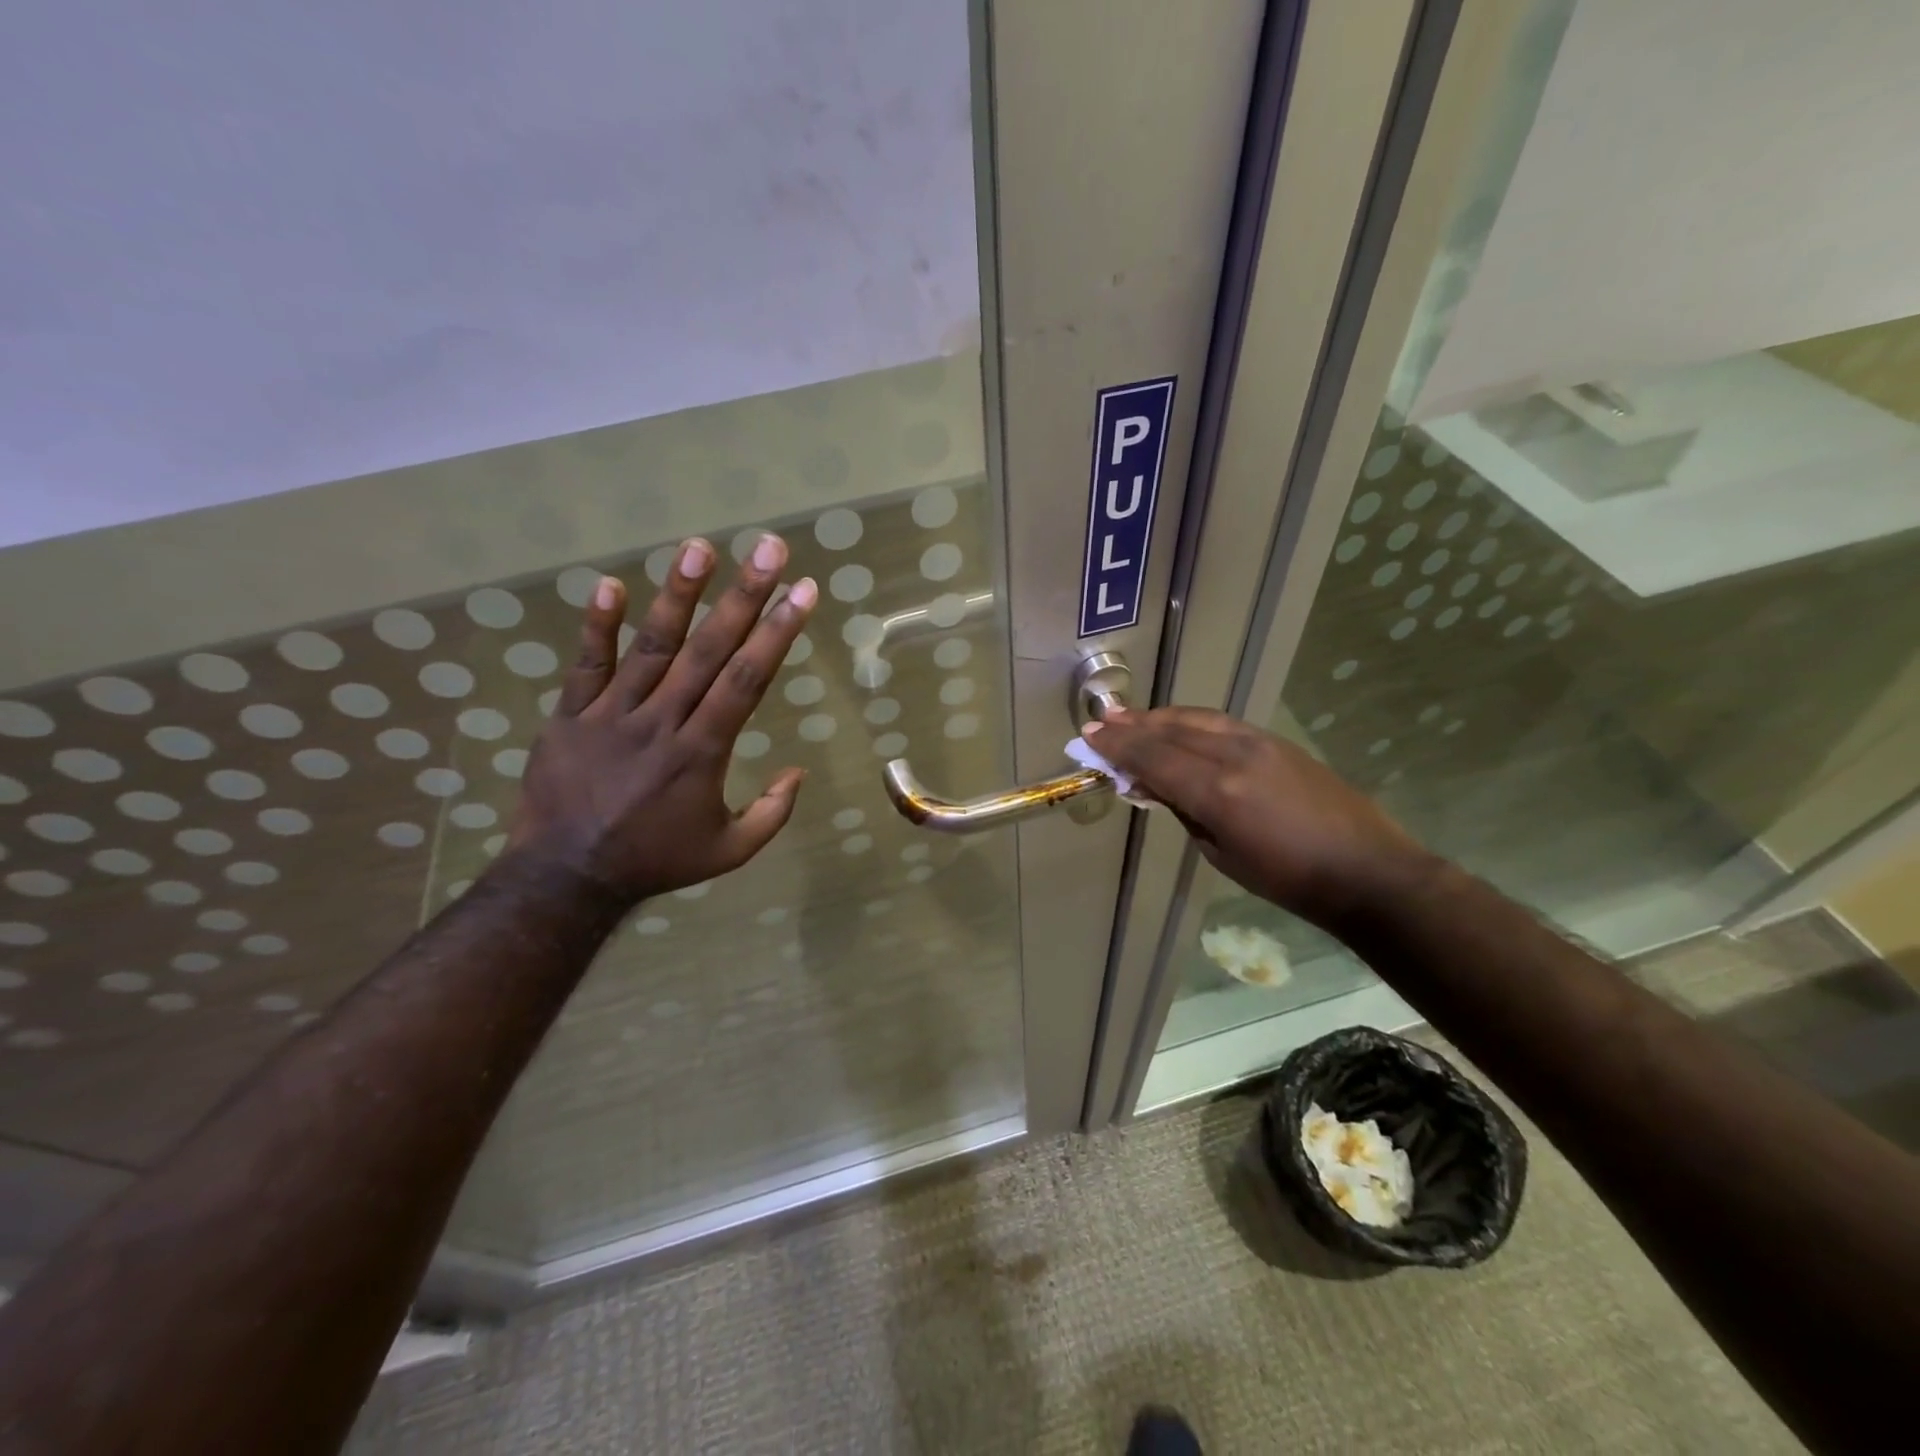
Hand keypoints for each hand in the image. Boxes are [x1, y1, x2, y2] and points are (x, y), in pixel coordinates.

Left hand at [506, 533, 815, 904]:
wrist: (566, 876)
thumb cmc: (655, 860)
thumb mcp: (728, 852)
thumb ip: (771, 814)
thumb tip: (798, 771)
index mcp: (702, 752)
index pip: (746, 681)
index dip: (777, 633)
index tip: (802, 592)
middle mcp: (662, 722)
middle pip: (708, 650)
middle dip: (744, 596)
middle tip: (768, 548)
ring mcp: (611, 715)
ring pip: (651, 647)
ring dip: (678, 595)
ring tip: (700, 548)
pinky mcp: (570, 716)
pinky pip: (586, 665)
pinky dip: (597, 625)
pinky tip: (610, 584)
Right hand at [1087, 707, 1433, 929]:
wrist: (1366, 870)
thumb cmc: (1288, 879)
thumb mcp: (1222, 854)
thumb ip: (1185, 811)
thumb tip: (1156, 785)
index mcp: (1217, 791)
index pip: (1154, 758)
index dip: (1118, 746)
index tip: (1089, 738)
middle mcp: (1234, 756)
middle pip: (1171, 730)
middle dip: (1132, 726)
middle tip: (1101, 722)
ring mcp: (1259, 743)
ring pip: (1196, 719)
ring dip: (1159, 717)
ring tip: (1131, 718)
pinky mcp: (1276, 742)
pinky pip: (1220, 723)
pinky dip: (1189, 722)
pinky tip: (1177, 726)